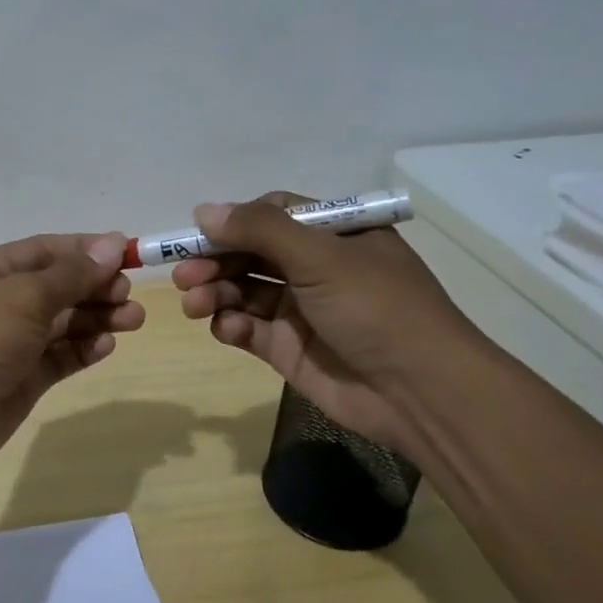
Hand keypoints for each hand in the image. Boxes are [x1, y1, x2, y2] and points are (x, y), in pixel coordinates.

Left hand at [0, 232, 143, 471]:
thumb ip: (72, 274)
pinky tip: (107, 345)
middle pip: (57, 286)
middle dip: (96, 287)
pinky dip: (83, 349)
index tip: (129, 255)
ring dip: (97, 318)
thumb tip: (113, 244)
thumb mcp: (24, 296)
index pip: (46, 251)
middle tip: (129, 294)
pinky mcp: (21, 377)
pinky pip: (59, 356)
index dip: (87, 251)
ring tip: (134, 319)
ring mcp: (9, 341)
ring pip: (62, 323)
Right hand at [171, 193, 480, 454]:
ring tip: (195, 305)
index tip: (198, 234)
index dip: (233, 222)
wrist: (418, 392)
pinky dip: (232, 326)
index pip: (272, 215)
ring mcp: (300, 309)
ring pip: (243, 291)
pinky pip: (248, 328)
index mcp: (333, 235)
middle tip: (184, 276)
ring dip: (215, 293)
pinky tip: (228, 329)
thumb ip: (260, 230)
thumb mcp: (321, 256)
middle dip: (215, 261)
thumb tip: (204, 210)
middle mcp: (315, 267)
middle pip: (250, 254)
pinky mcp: (288, 348)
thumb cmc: (376, 308)